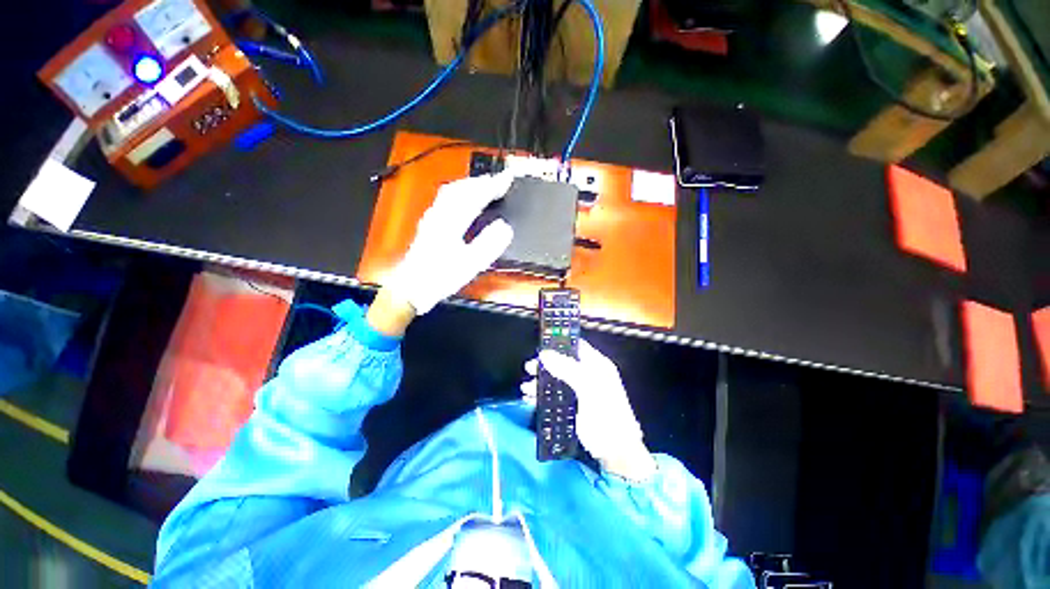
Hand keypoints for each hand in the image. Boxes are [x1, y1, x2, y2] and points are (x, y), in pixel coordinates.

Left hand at [383, 172, 514, 314]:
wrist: (412, 287)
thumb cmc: (440, 277)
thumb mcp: (469, 264)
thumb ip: (488, 244)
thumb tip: (505, 227)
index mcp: (451, 222)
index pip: (474, 196)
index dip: (493, 185)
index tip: (508, 178)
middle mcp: (440, 214)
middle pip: (461, 188)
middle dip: (481, 181)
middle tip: (499, 180)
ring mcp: (432, 217)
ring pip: (451, 191)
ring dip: (470, 184)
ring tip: (484, 184)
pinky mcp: (429, 224)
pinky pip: (446, 199)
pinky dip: (459, 192)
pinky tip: (462, 199)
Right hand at [522, 340, 656, 481]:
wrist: (616, 452)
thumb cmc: (606, 415)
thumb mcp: (588, 387)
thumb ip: (567, 369)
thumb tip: (544, 354)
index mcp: (596, 365)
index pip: (576, 346)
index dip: (559, 344)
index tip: (541, 347)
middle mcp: (587, 375)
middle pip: (562, 363)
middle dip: (544, 365)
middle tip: (529, 368)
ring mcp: (580, 391)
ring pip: (556, 380)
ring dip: (540, 382)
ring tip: (526, 388)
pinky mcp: (573, 407)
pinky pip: (554, 396)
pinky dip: (542, 397)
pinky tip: (530, 399)